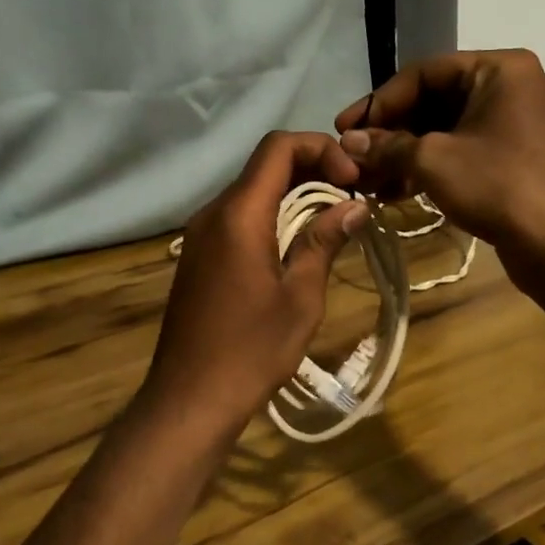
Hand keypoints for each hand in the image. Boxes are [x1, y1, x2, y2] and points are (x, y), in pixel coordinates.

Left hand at [142, 132, 368, 438]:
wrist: (190, 397)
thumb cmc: (251, 349)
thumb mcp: (300, 297)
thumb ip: (323, 242)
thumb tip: (355, 205)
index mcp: (238, 214)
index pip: (278, 147)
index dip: (320, 149)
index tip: (353, 180)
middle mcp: (213, 213)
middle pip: (265, 166)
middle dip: (312, 169)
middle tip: (352, 197)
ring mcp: (200, 234)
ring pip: (252, 191)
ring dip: (294, 194)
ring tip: (334, 219)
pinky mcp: (198, 255)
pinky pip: (238, 217)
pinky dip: (272, 216)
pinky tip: (297, 244)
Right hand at [333, 50, 544, 260]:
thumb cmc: (498, 187)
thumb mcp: (433, 160)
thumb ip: (387, 145)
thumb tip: (347, 141)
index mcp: (499, 69)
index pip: (424, 73)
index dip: (380, 101)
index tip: (344, 128)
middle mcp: (510, 87)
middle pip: (433, 100)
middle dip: (390, 132)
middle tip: (353, 155)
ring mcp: (514, 123)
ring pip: (444, 129)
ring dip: (403, 153)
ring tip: (367, 179)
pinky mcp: (512, 156)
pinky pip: (461, 149)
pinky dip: (428, 166)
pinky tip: (394, 191)